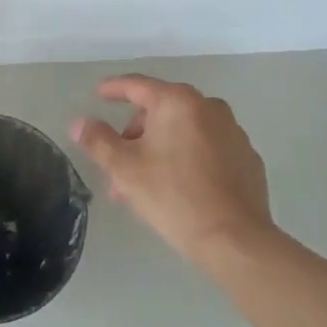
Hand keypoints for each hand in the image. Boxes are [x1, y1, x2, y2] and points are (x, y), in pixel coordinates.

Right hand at [70, 74, 272, 264]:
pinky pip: (207, 148)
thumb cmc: (173, 196)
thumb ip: (99, 141)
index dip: (114, 89)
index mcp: (178, 102)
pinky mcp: (247, 158)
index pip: (138, 85)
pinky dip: (187, 158)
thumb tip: (80, 123)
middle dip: (135, 135)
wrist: (235, 240)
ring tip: (143, 184)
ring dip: (159, 149)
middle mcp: (209, 107)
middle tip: (118, 165)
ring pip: (183, 132)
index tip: (98, 94)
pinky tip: (178, 188)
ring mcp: (233, 132)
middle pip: (161, 110)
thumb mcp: (125, 169)